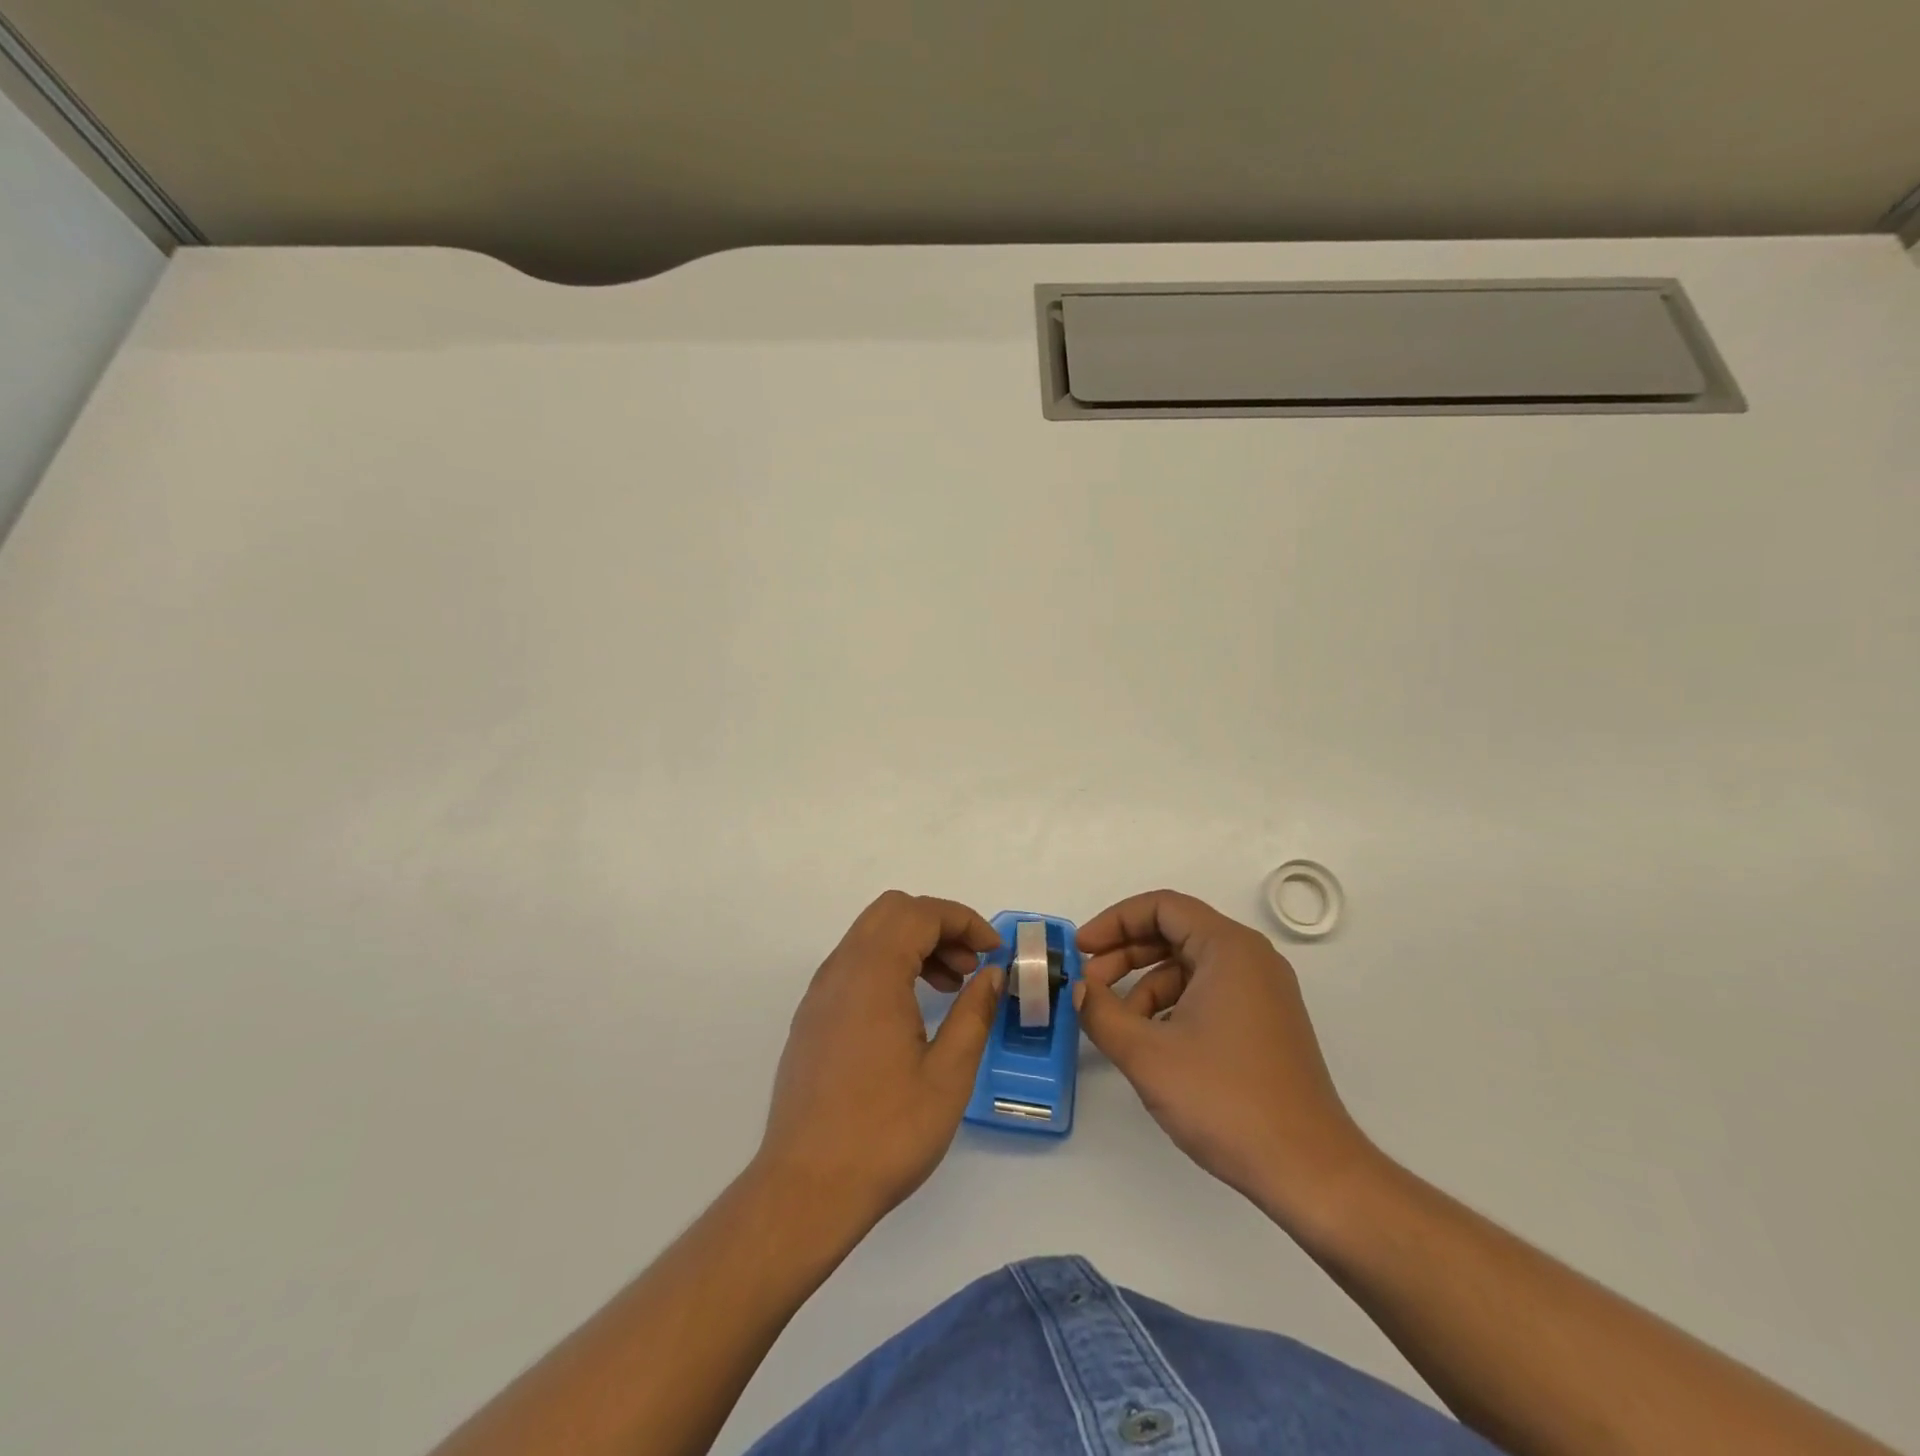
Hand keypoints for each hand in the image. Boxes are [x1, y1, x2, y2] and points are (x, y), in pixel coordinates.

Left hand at [757, 892, 1003, 1226]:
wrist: (806, 1189)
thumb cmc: (885, 1133)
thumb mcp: (948, 1075)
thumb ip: (974, 1013)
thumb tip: (992, 975)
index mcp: (873, 974)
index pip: (920, 913)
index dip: (964, 921)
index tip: (994, 951)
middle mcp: (840, 970)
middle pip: (892, 912)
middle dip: (938, 925)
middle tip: (971, 964)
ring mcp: (820, 993)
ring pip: (870, 936)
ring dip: (913, 944)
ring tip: (949, 986)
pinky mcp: (812, 1018)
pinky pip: (854, 965)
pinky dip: (888, 965)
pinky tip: (911, 1011)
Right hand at [1074, 890, 1375, 1228]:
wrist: (1308, 1171)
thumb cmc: (1225, 1100)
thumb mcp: (1147, 1055)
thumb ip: (1100, 1012)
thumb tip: (1078, 989)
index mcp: (1229, 948)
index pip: (1161, 907)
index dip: (1114, 921)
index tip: (1081, 951)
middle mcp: (1250, 959)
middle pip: (1174, 932)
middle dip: (1125, 954)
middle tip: (1088, 985)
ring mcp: (1263, 992)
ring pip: (1188, 966)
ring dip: (1144, 985)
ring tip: (1116, 1024)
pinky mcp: (1265, 1023)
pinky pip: (1207, 993)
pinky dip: (1172, 1005)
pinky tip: (1151, 1042)